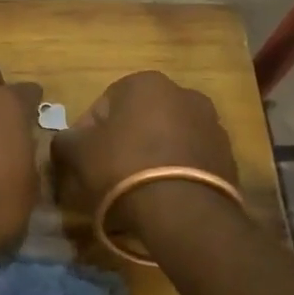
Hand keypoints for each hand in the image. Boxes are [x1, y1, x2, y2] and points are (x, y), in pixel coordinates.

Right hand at [51, 71, 237, 244]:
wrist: (183, 211)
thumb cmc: (123, 168)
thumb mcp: (78, 153)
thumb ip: (66, 140)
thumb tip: (66, 140)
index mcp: (145, 83)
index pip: (103, 105)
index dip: (87, 134)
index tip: (83, 161)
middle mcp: (183, 93)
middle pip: (138, 119)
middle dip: (123, 141)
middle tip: (108, 174)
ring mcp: (211, 124)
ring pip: (167, 138)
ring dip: (151, 155)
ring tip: (137, 189)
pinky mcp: (227, 155)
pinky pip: (190, 159)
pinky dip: (175, 171)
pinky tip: (163, 196)